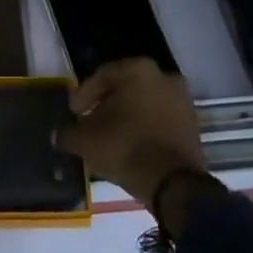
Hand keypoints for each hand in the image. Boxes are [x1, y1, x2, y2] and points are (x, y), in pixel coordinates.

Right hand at [58, 57, 206, 210]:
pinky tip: (131, 145)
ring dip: (128, 117)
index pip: (103, 76)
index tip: (74, 113)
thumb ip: (69, 133)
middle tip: (91, 122)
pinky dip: (145, 128)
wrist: (172, 183)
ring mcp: (182, 100)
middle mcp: (164, 76)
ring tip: (110, 136)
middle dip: (107, 104)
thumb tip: (59, 135)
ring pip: (146, 103)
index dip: (84, 94)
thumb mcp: (86, 140)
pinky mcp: (192, 125)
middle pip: (127, 88)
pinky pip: (160, 120)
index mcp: (138, 70)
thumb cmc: (124, 147)